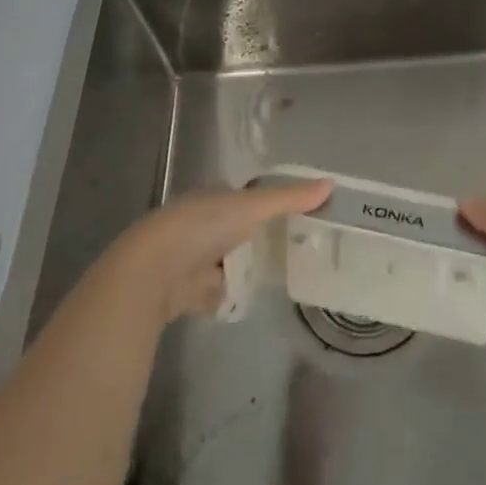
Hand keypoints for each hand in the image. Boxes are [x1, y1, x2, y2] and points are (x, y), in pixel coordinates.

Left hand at [109, 177, 331, 324]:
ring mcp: (193, 259)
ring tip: (280, 275)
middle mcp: (201, 224)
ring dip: (243, 268)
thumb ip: (290, 198)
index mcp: (213, 197)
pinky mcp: (187, 292)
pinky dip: (230, 296)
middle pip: (237, 230)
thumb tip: (332, 184)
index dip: (266, 204)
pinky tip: (251, 300)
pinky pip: (216, 293)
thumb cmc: (203, 227)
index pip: (244, 197)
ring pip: (227, 261)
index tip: (295, 215)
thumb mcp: (252, 206)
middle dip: (258, 238)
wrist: (154, 272)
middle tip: (295, 247)